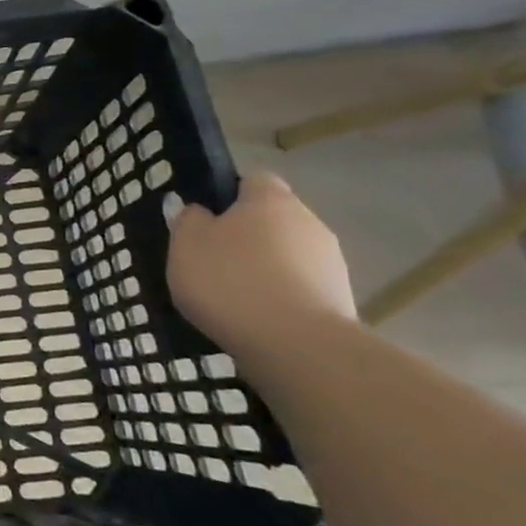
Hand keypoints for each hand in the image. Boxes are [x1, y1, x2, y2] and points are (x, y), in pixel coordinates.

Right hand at [166, 172, 357, 356]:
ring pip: (287, 253)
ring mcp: (330, 261)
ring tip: (233, 295)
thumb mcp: (185, 245)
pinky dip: (280, 295)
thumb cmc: (230, 280)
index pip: (253, 180)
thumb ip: (187, 220)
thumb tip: (196, 210)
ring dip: (265, 266)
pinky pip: (300, 286)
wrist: (297, 345)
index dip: (228, 194)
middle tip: (212, 259)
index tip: (205, 219)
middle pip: (273, 218)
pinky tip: (256, 316)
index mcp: (270, 199)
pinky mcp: (339, 299)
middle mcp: (308, 221)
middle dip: (246, 234)